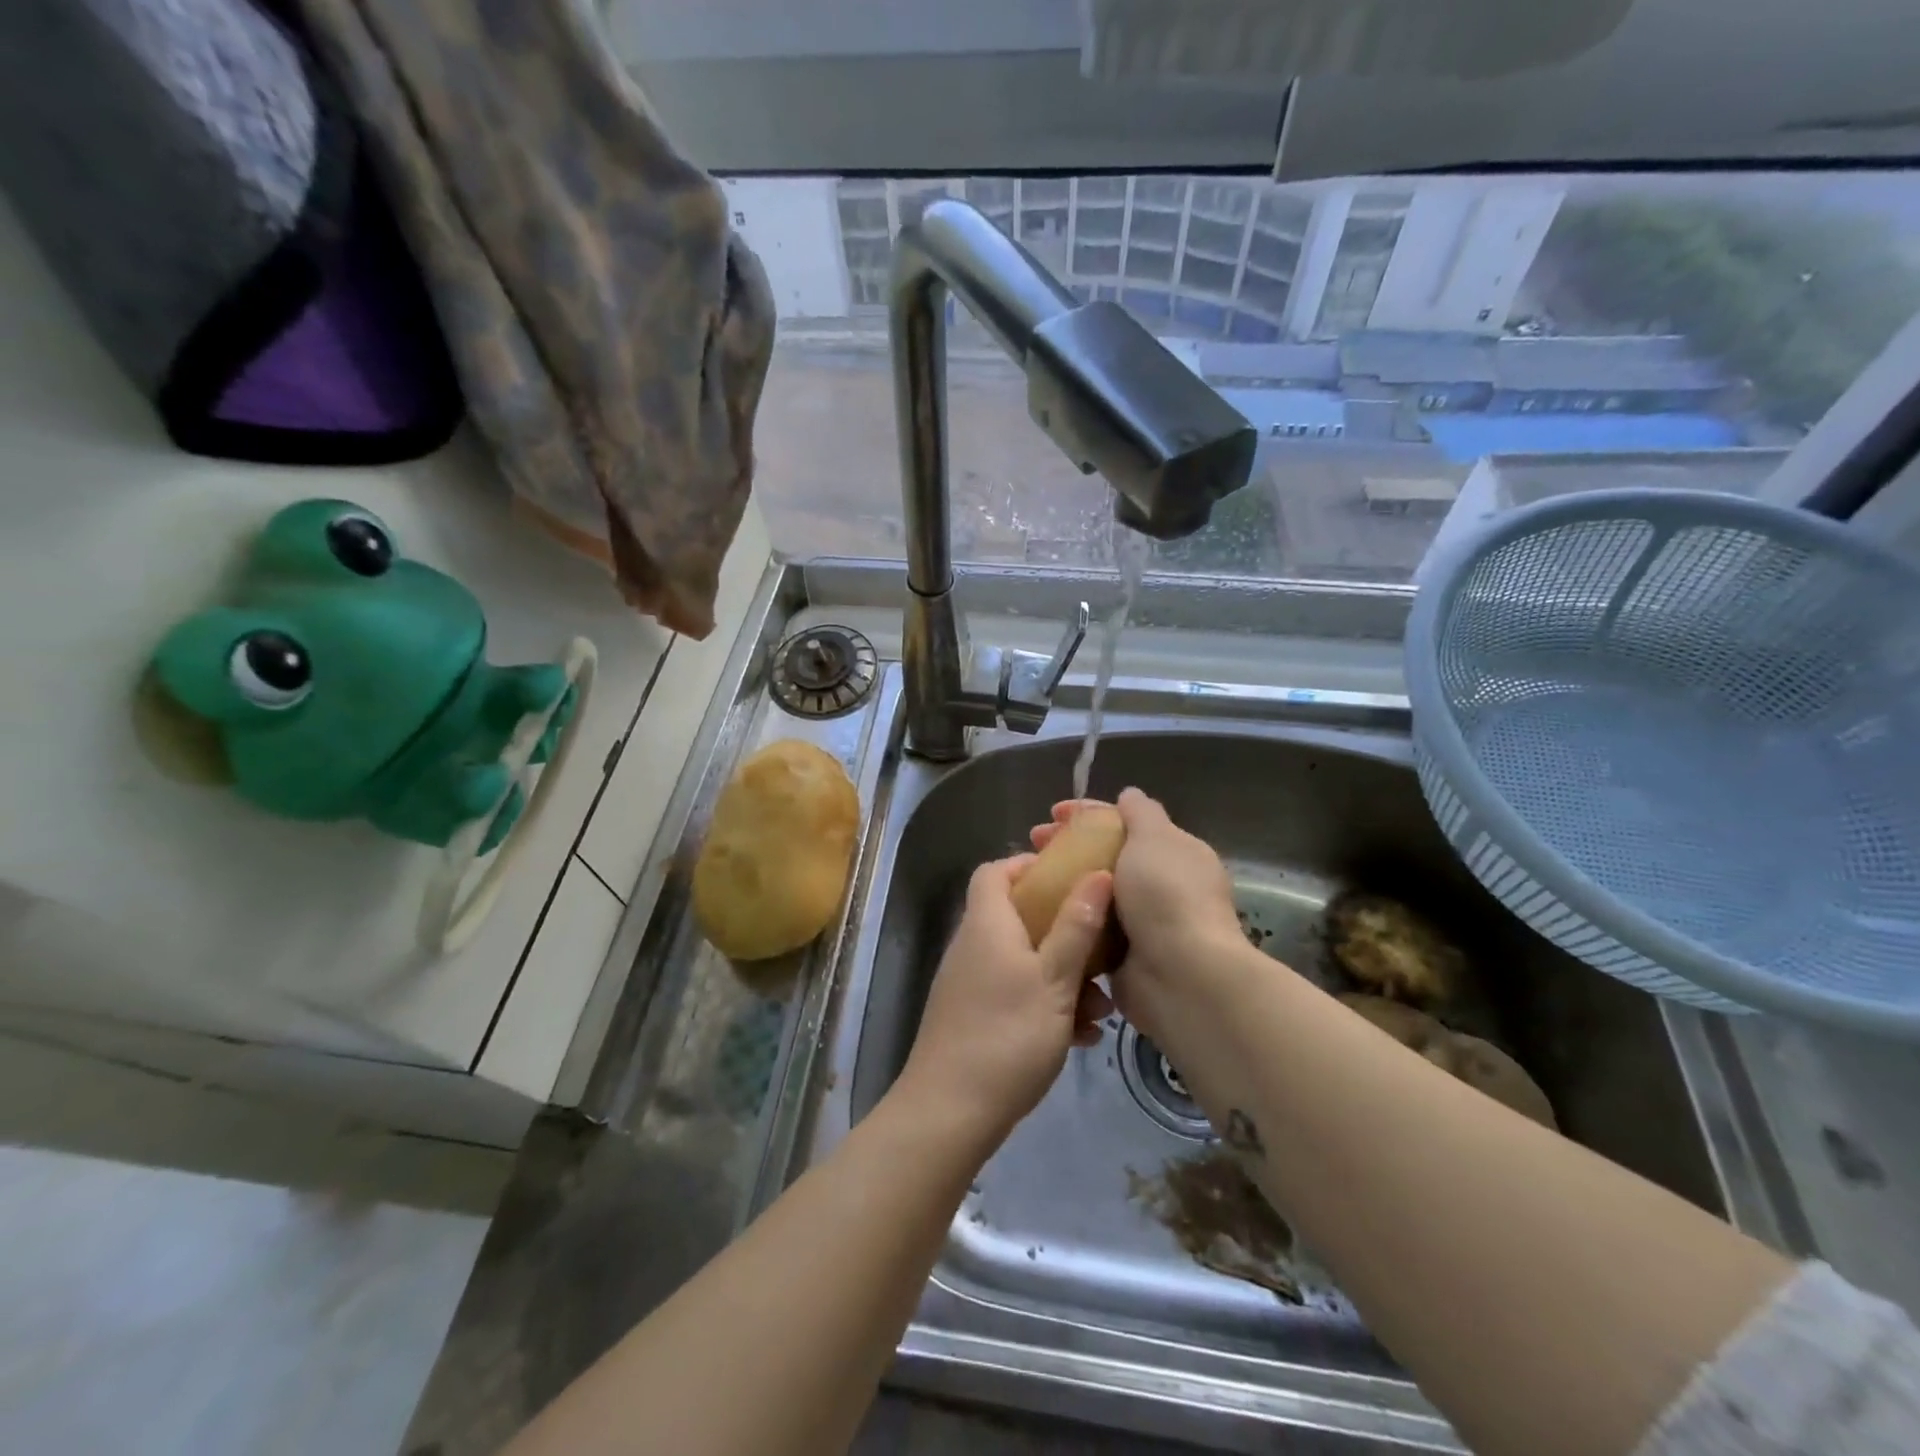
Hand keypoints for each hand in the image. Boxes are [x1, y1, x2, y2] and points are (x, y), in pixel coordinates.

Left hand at [896, 854, 1114, 1150]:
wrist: (950, 1111)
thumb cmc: (1007, 1035)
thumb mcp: (1054, 979)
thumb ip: (1076, 926)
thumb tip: (1097, 873)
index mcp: (987, 923)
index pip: (996, 871)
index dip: (1030, 866)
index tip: (1071, 878)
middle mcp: (974, 945)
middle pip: (1018, 916)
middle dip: (1064, 932)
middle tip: (1101, 950)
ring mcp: (972, 982)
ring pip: (1024, 960)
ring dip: (1064, 976)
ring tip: (1100, 1008)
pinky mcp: (975, 1016)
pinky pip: (1016, 993)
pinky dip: (1047, 1004)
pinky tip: (1082, 1036)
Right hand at [1032, 789, 1247, 1041]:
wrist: (1182, 976)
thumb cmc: (1167, 896)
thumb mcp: (1155, 838)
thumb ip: (1141, 812)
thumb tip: (1129, 794)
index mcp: (1174, 854)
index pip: (1126, 822)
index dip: (1087, 813)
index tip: (1051, 813)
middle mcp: (1160, 886)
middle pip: (1105, 856)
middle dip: (1068, 847)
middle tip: (1032, 845)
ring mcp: (1141, 923)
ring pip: (1093, 893)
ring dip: (1063, 883)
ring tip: (1028, 879)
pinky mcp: (1122, 956)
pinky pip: (1088, 929)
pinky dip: (1067, 919)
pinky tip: (1038, 913)